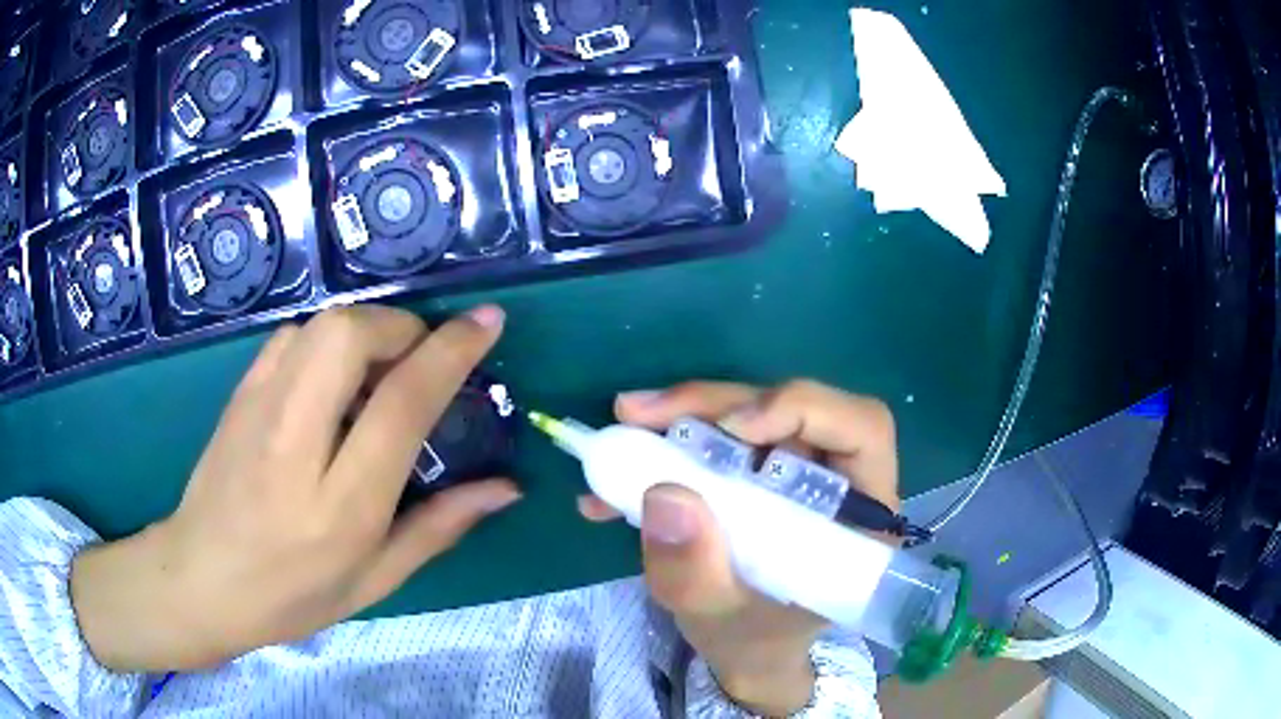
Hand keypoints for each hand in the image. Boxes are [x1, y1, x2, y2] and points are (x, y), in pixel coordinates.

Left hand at [71, 305, 520, 671]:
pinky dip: (326, 339)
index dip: (452, 351)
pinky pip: (292, 337)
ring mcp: (258, 409)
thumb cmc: (292, 596)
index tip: (487, 322)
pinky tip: (332, 379)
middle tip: (421, 357)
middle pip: (351, 335)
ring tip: (380, 370)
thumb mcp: (375, 580)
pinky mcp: (239, 393)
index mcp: (341, 504)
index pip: (403, 402)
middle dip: (401, 327)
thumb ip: (440, 526)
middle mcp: (296, 442)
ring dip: (366, 329)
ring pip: (320, 325)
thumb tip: (506, 487)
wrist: (200, 579)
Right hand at [580, 381, 898, 715]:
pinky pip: (716, 437)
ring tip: (622, 429)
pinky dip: (664, 445)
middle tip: (639, 415)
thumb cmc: (753, 639)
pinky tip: (613, 478)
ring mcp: (794, 469)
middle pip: (792, 409)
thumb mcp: (718, 618)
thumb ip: (696, 573)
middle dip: (714, 405)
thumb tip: (665, 494)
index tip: (733, 428)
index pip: (860, 429)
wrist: (743, 647)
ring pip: (749, 414)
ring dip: (682, 417)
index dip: (801, 410)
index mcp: (859, 516)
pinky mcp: (757, 470)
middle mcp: (836, 478)